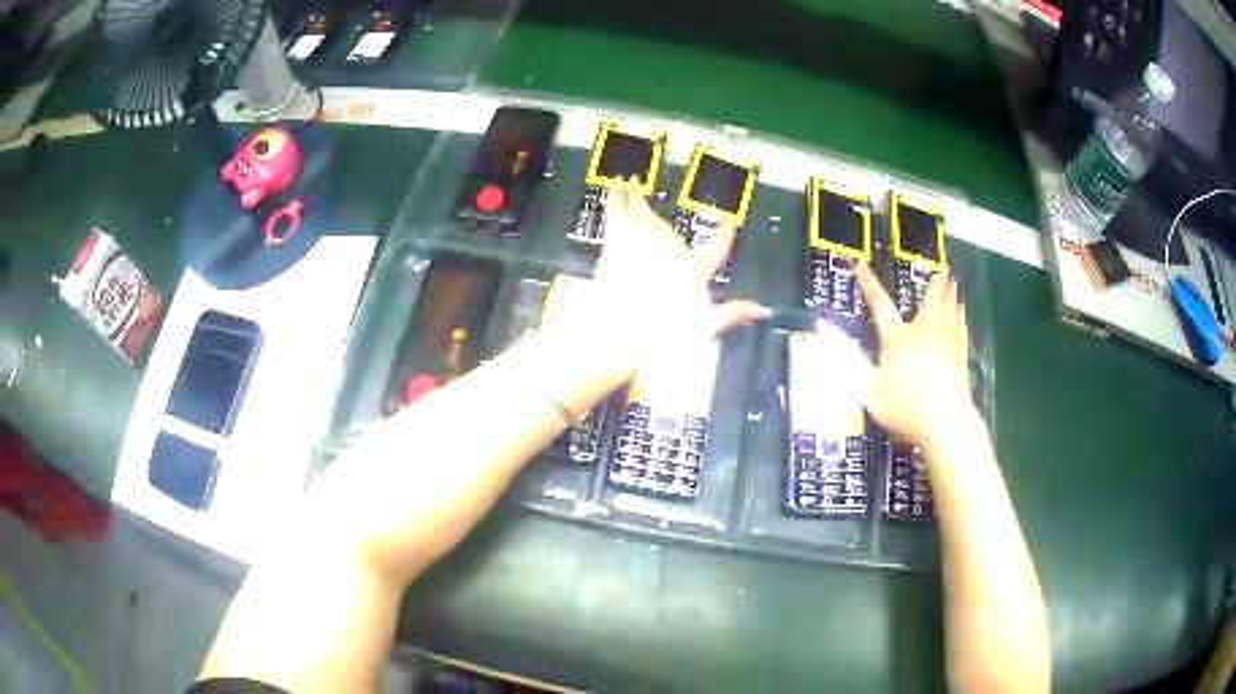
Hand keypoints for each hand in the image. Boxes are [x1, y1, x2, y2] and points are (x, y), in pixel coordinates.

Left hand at [564, 182, 768, 363]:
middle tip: (652, 205)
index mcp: (696, 269)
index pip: (718, 247)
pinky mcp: (622, 233)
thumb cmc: (662, 334)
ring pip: (643, 212)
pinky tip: (616, 186)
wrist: (624, 328)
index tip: (729, 223)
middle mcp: (674, 248)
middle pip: (670, 228)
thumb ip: (733, 313)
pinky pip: (619, 206)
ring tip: (629, 186)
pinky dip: (617, 195)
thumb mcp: (704, 327)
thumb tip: (762, 310)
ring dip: (636, 200)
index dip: (725, 234)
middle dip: (659, 218)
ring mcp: (648, 237)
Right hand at [855, 264, 974, 447]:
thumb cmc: (904, 407)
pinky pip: (961, 328)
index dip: (868, 284)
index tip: (860, 265)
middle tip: (942, 269)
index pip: (879, 304)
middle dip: (935, 283)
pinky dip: (961, 317)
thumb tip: (824, 331)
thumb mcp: (867, 388)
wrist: (946, 423)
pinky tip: (962, 314)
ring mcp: (946, 343)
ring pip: (950, 310)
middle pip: (931, 300)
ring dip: (951, 294)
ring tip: (953, 284)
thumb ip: (847, 359)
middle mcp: (924, 331)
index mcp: (898, 337)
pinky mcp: (961, 357)